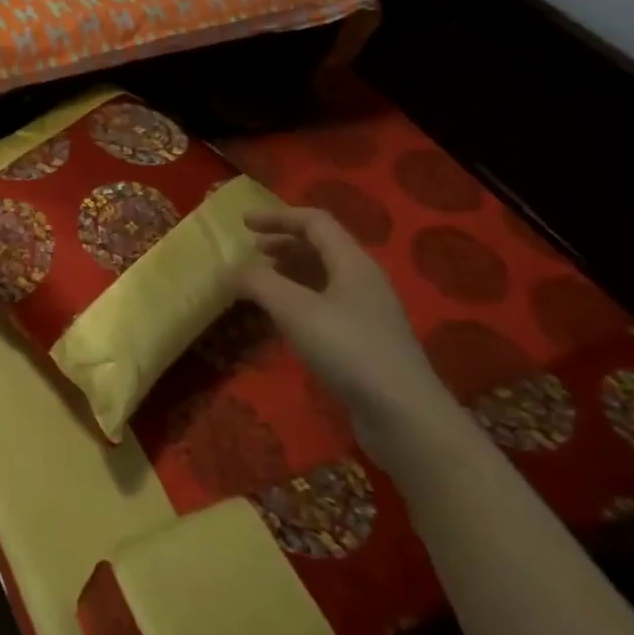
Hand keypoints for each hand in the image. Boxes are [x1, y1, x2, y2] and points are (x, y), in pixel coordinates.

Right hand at [236, 203, 462, 462]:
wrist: (404, 417)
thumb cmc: (349, 351)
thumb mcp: (295, 310)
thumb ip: (259, 283)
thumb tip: (229, 270)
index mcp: (353, 263)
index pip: (315, 222)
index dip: (278, 217)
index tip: (243, 223)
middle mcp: (363, 281)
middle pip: (321, 247)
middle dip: (283, 243)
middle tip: (251, 250)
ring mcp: (367, 312)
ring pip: (324, 277)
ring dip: (290, 271)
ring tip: (261, 281)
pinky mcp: (365, 341)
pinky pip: (326, 304)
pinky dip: (299, 298)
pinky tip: (283, 318)